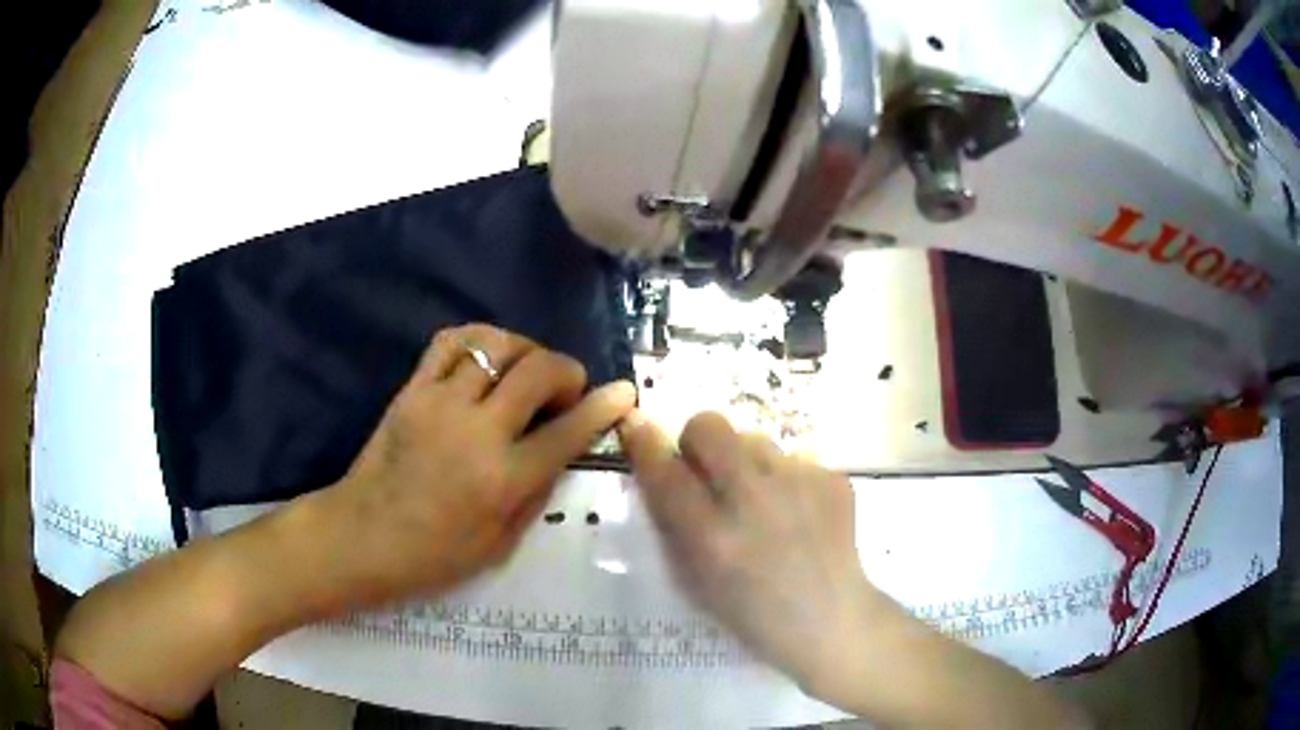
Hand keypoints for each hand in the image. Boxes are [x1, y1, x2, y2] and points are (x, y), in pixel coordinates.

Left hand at [322, 324, 635, 607]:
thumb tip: (561, 450)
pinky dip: (478, 340)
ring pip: (496, 345)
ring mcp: (440, 404)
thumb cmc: (434, 556)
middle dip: (567, 370)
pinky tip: (486, 357)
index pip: (569, 430)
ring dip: (525, 351)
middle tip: (566, 389)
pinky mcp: (412, 390)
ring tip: (525, 372)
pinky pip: (450, 342)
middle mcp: (478, 432)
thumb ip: (536, 492)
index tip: (623, 391)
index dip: (604, 406)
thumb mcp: (500, 544)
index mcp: (504, 479)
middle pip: (538, 371)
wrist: (363, 537)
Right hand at [618, 410, 883, 694]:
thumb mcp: (696, 581)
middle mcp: (755, 502)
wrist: (830, 618)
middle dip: (698, 441)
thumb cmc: (753, 613)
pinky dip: (786, 480)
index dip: (644, 443)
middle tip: (708, 471)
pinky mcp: (833, 479)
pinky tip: (797, 513)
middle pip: (709, 426)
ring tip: (762, 502)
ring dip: (746, 462)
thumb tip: (662, 466)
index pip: (665, 472)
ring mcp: (801, 485)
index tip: (638, 429)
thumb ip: (673, 524)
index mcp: (713, 539)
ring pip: (754, 438)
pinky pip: (793, 458)